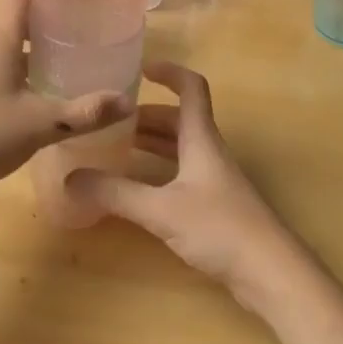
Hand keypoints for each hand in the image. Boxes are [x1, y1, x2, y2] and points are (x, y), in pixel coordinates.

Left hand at [0, 0, 135, 199]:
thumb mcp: (40, 124)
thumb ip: (84, 112)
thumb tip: (128, 101)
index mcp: (1, 34)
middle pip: (21, 12)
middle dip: (53, 17)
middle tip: (89, 29)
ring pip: (10, 40)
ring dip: (38, 44)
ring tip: (72, 59)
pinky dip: (22, 65)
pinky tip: (40, 90)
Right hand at [65, 63, 309, 313]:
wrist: (273, 274)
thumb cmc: (221, 228)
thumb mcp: (162, 209)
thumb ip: (117, 193)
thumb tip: (70, 178)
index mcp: (201, 138)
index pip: (191, 88)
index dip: (168, 72)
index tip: (140, 69)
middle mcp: (209, 151)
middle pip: (179, 120)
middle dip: (146, 116)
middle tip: (111, 120)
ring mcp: (215, 180)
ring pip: (180, 148)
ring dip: (152, 143)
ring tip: (117, 149)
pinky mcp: (217, 207)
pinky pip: (182, 174)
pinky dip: (159, 171)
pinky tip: (139, 190)